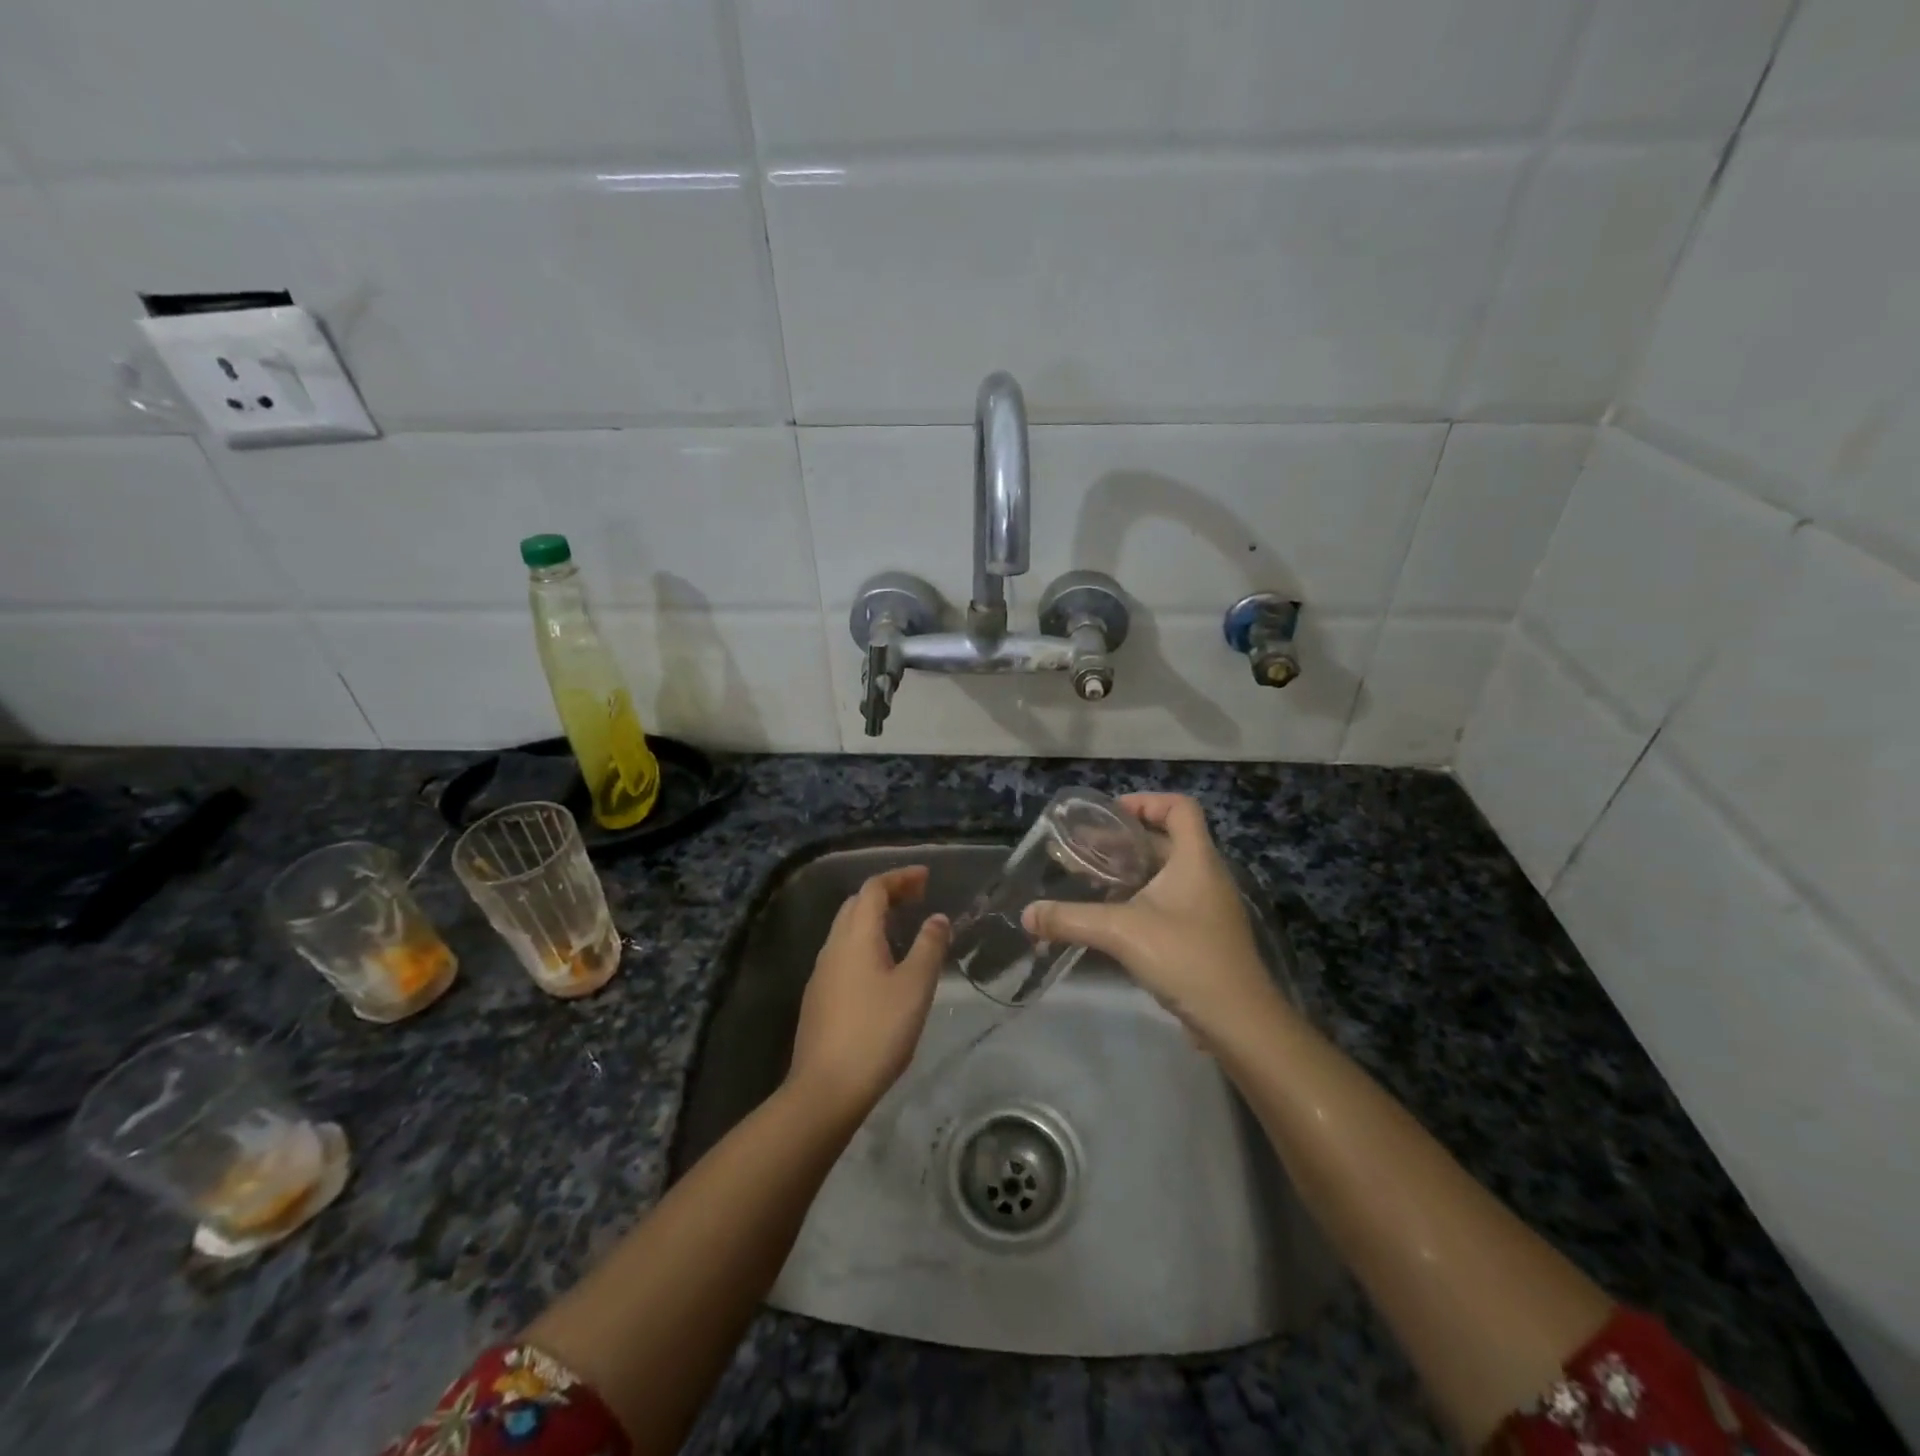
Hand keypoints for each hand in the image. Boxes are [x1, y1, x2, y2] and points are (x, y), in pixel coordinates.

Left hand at [788, 866, 948, 1118]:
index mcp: (856, 936)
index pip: (874, 889)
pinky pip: (843, 952)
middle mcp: (833, 946)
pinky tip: (881, 965)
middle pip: (856, 904)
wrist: (826, 1088)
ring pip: (847, 929)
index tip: (926, 877)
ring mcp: (821, 972)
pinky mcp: (818, 996)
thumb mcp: (915, 987)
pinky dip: (865, 941)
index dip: (900, 877)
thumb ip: (929, 947)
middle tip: (917, 897)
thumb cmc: (877, 1032)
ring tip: (903, 926)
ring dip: (874, 918)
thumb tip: (937, 918)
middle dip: (886, 893)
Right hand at [1023, 794, 1277, 1040]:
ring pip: (1166, 872)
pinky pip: (1168, 900)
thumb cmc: (1186, 958)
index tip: (1109, 814)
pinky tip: (1111, 916)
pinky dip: (1140, 897)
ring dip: (1130, 870)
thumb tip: (1026, 914)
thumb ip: (1070, 919)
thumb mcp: (1121, 932)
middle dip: (1125, 839)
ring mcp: (1207, 906)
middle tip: (1085, 848)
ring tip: (1090, 879)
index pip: (1180, 807)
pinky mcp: (1202, 934)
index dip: (1146, 801)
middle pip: (1167, 839)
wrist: (1239, 1022)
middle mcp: (1205, 875)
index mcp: (1196, 859)